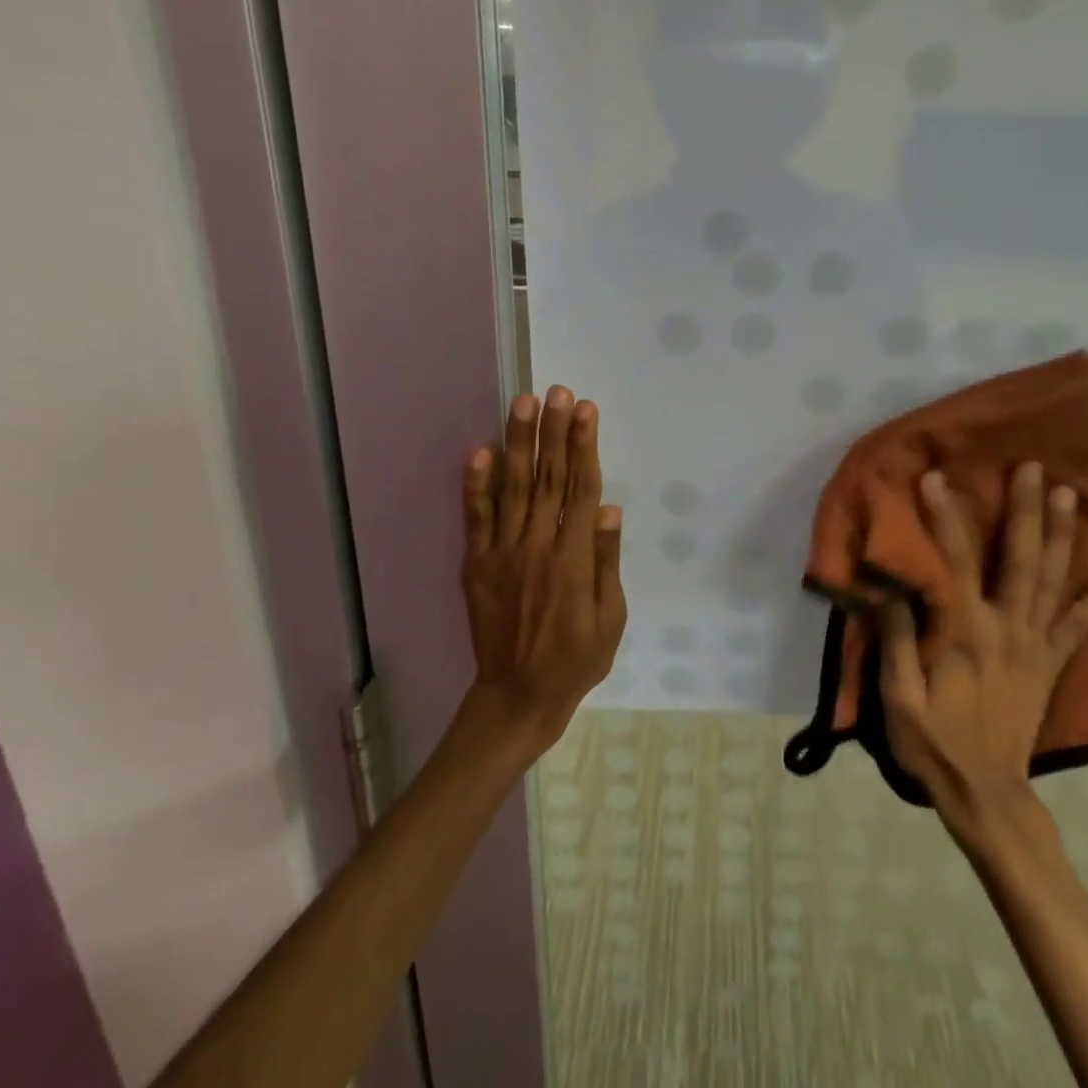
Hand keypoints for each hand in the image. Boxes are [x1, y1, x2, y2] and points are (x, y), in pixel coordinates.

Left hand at [460, 387, 627, 751]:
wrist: (517, 696)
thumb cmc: (575, 660)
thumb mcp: (611, 618)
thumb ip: (607, 562)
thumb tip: (609, 510)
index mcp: (574, 558)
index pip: (581, 489)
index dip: (584, 445)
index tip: (585, 410)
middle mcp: (538, 545)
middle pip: (548, 477)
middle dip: (553, 430)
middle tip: (555, 391)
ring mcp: (502, 552)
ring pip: (513, 487)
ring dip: (518, 442)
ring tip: (522, 404)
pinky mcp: (477, 564)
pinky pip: (476, 517)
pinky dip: (477, 484)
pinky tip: (480, 451)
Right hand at [880, 464, 1087, 838]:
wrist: (987, 793)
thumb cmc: (934, 744)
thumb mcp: (899, 698)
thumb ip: (896, 640)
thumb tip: (888, 586)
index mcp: (966, 634)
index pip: (953, 563)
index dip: (943, 518)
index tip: (936, 478)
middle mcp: (1008, 630)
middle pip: (1019, 560)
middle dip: (1024, 510)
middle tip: (1032, 467)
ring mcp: (1037, 646)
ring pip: (1054, 581)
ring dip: (1061, 535)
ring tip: (1069, 494)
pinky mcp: (1052, 664)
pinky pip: (1082, 624)